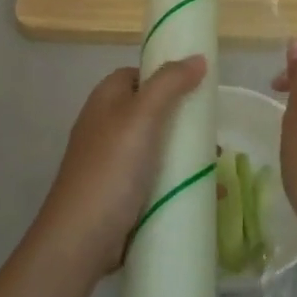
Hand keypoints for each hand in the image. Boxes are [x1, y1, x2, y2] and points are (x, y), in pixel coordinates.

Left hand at [27, 56, 207, 279]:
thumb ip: (169, 84)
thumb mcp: (142, 117)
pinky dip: (180, 182)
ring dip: (186, 154)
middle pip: (150, 113)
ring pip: (157, 149)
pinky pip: (156, 181)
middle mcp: (106, 128)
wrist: (81, 238)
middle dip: (183, 121)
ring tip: (216, 164)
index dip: (164, 76)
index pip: (136, 75)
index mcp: (105, 102)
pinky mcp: (121, 195)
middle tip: (211, 133)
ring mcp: (112, 164)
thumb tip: (197, 58)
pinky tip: (207, 193)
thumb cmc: (111, 169)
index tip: (196, 87)